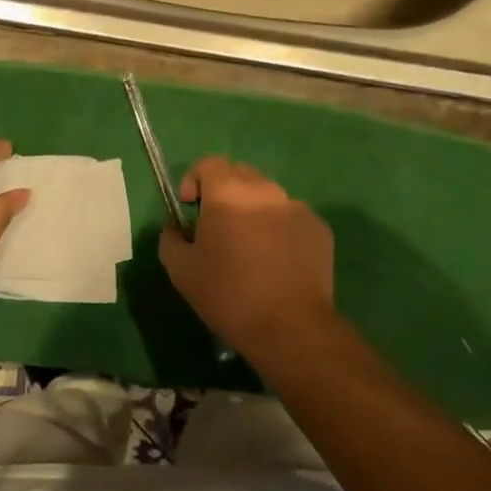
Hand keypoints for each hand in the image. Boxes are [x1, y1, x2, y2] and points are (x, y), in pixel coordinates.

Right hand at [159, 156, 335, 358]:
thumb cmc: (228, 295)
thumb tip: (177, 227)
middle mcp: (265, 191)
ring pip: (269, 196)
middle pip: (240, 174)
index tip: (189, 206)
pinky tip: (276, 262)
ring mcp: (297, 208)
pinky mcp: (320, 229)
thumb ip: (171, 238)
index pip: (209, 163)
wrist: (290, 327)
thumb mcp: (180, 271)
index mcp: (228, 194)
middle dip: (224, 191)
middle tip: (217, 226)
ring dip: (254, 211)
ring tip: (250, 248)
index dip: (194, 179)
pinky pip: (292, 218)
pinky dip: (279, 229)